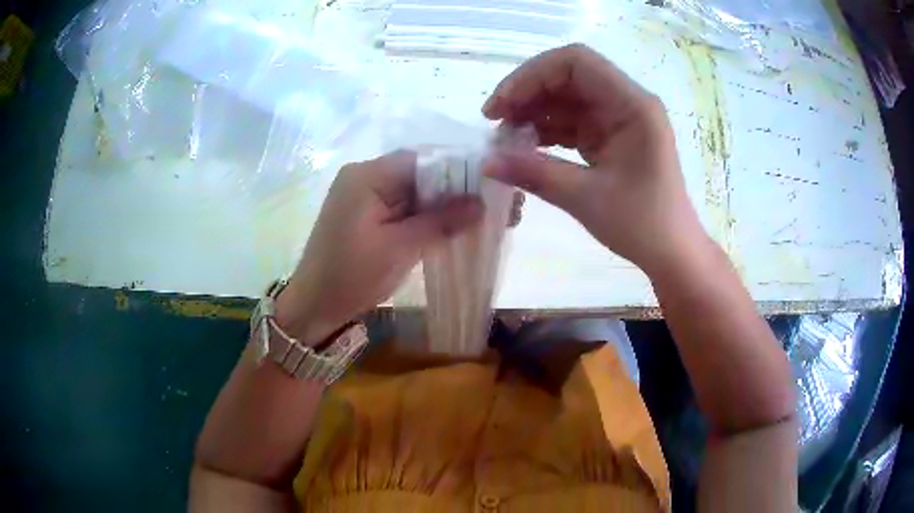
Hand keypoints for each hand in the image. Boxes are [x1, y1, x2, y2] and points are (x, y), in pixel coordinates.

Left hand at [274, 151, 484, 344]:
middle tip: (500, 205)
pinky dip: (431, 215)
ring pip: (417, 190)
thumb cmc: (350, 277)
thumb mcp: (399, 249)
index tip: (496, 187)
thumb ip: (440, 221)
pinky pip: (407, 206)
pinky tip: (458, 225)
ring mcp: (367, 195)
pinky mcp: (370, 213)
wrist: (314, 305)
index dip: (462, 170)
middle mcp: (367, 176)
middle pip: (422, 172)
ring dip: (448, 203)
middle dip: (460, 188)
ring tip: (487, 216)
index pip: (424, 160)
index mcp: (368, 176)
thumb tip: (482, 202)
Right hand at [483, 44, 711, 275]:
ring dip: (533, 112)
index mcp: (632, 105)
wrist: (671, 251)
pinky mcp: (611, 135)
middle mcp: (627, 101)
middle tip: (495, 123)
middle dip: (527, 93)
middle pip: (568, 76)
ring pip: (567, 97)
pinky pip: (573, 120)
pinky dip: (547, 130)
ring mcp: (619, 118)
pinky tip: (525, 147)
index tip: (501, 106)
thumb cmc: (642, 225)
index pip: (576, 62)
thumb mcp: (586, 198)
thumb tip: (485, 162)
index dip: (532, 75)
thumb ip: (535, 173)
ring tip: (505, 140)